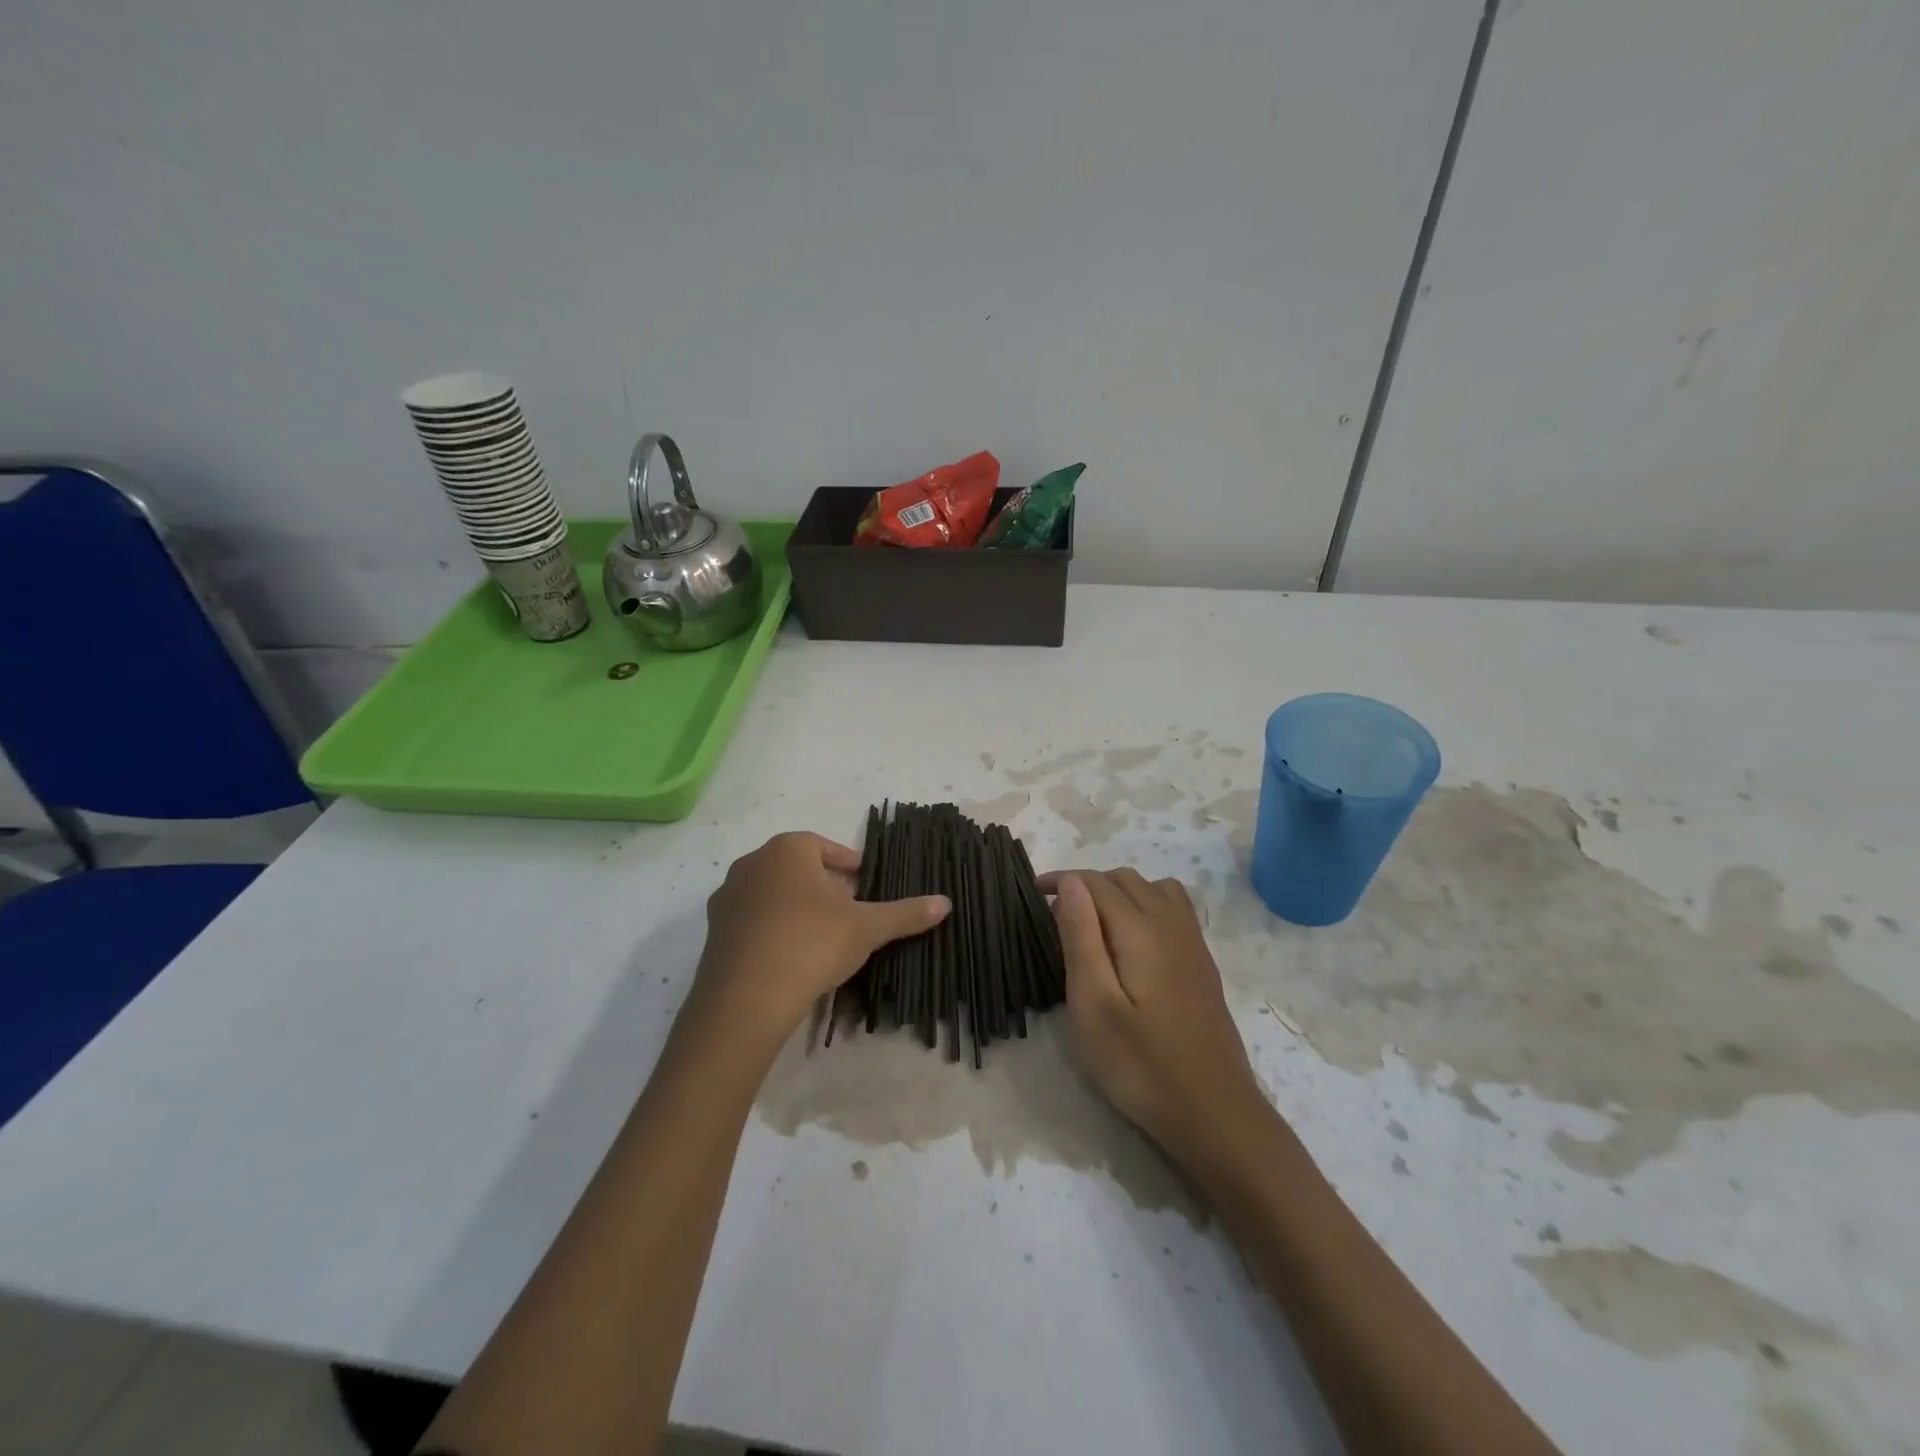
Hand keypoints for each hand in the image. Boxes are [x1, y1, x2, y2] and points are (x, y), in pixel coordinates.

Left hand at [692, 832, 950, 1044]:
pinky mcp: (713, 932)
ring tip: (820, 935)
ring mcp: (727, 897)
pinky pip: (751, 920)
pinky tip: (790, 957)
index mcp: (788, 850)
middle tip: (847, 910)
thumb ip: (905, 913)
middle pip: (796, 867)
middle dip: (822, 884)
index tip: (863, 883)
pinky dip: (772, 929)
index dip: (846, 863)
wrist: (746, 999)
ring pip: (771, 893)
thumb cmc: (811, 944)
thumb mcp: (867, 928)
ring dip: (795, 906)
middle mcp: (752, 864)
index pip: (823, 845)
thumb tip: (945, 902)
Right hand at [1046, 870, 1266, 1164]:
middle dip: (1088, 884)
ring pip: (1154, 888)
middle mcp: (1171, 924)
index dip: (1063, 880)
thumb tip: (1073, 882)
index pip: (1097, 882)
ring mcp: (1193, 942)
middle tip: (1057, 914)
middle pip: (1126, 879)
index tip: (1033, 893)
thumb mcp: (1093, 1005)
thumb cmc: (1141, 1065)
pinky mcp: (1203, 963)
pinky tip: (1133, 940)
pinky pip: (1174, 908)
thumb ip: (1081, 937)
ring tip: (1094, 922)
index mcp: (1141, 930)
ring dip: (1119, 891)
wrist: (1214, 1113)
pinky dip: (1147, 903)